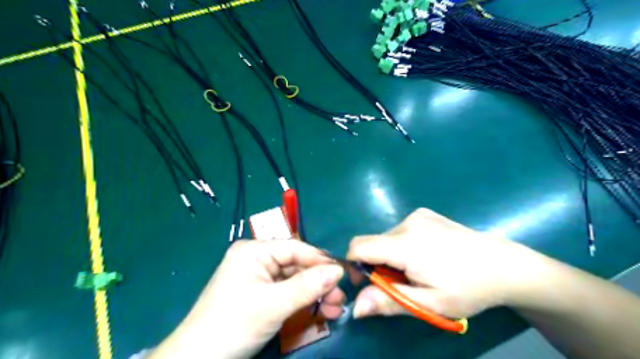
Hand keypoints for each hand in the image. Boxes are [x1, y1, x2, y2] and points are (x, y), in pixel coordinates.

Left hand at [150, 238, 345, 358]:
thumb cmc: (233, 325)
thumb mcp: (274, 304)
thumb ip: (308, 285)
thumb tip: (339, 271)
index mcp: (254, 251)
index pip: (295, 249)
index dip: (320, 260)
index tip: (344, 273)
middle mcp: (256, 259)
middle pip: (296, 266)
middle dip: (319, 282)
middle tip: (341, 298)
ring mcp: (258, 278)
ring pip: (294, 281)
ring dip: (314, 294)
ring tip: (335, 308)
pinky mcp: (260, 295)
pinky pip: (286, 293)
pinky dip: (303, 302)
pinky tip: (320, 311)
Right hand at [347, 208, 536, 319]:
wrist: (504, 265)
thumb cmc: (468, 289)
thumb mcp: (428, 304)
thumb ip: (388, 301)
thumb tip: (356, 307)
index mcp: (406, 244)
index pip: (359, 246)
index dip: (355, 266)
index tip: (368, 283)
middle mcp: (407, 223)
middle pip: (373, 243)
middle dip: (377, 264)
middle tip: (401, 283)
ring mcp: (417, 215)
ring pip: (386, 237)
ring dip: (391, 255)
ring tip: (418, 270)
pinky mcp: (424, 213)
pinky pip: (400, 230)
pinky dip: (402, 245)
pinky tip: (426, 255)